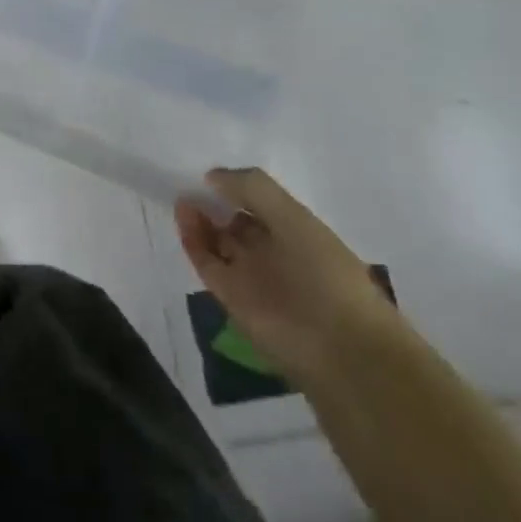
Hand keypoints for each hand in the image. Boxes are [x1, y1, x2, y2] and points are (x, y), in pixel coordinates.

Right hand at [175, 167, 400, 386]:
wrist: (338, 347)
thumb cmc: (325, 273)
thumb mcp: (295, 218)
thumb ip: (253, 189)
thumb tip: (211, 176)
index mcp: (299, 234)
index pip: (261, 205)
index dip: (238, 188)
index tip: (213, 174)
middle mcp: (274, 253)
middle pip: (236, 223)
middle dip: (215, 204)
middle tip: (191, 185)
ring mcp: (251, 276)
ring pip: (217, 241)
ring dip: (199, 220)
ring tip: (183, 198)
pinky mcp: (229, 296)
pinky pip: (205, 261)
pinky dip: (192, 239)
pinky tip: (183, 215)